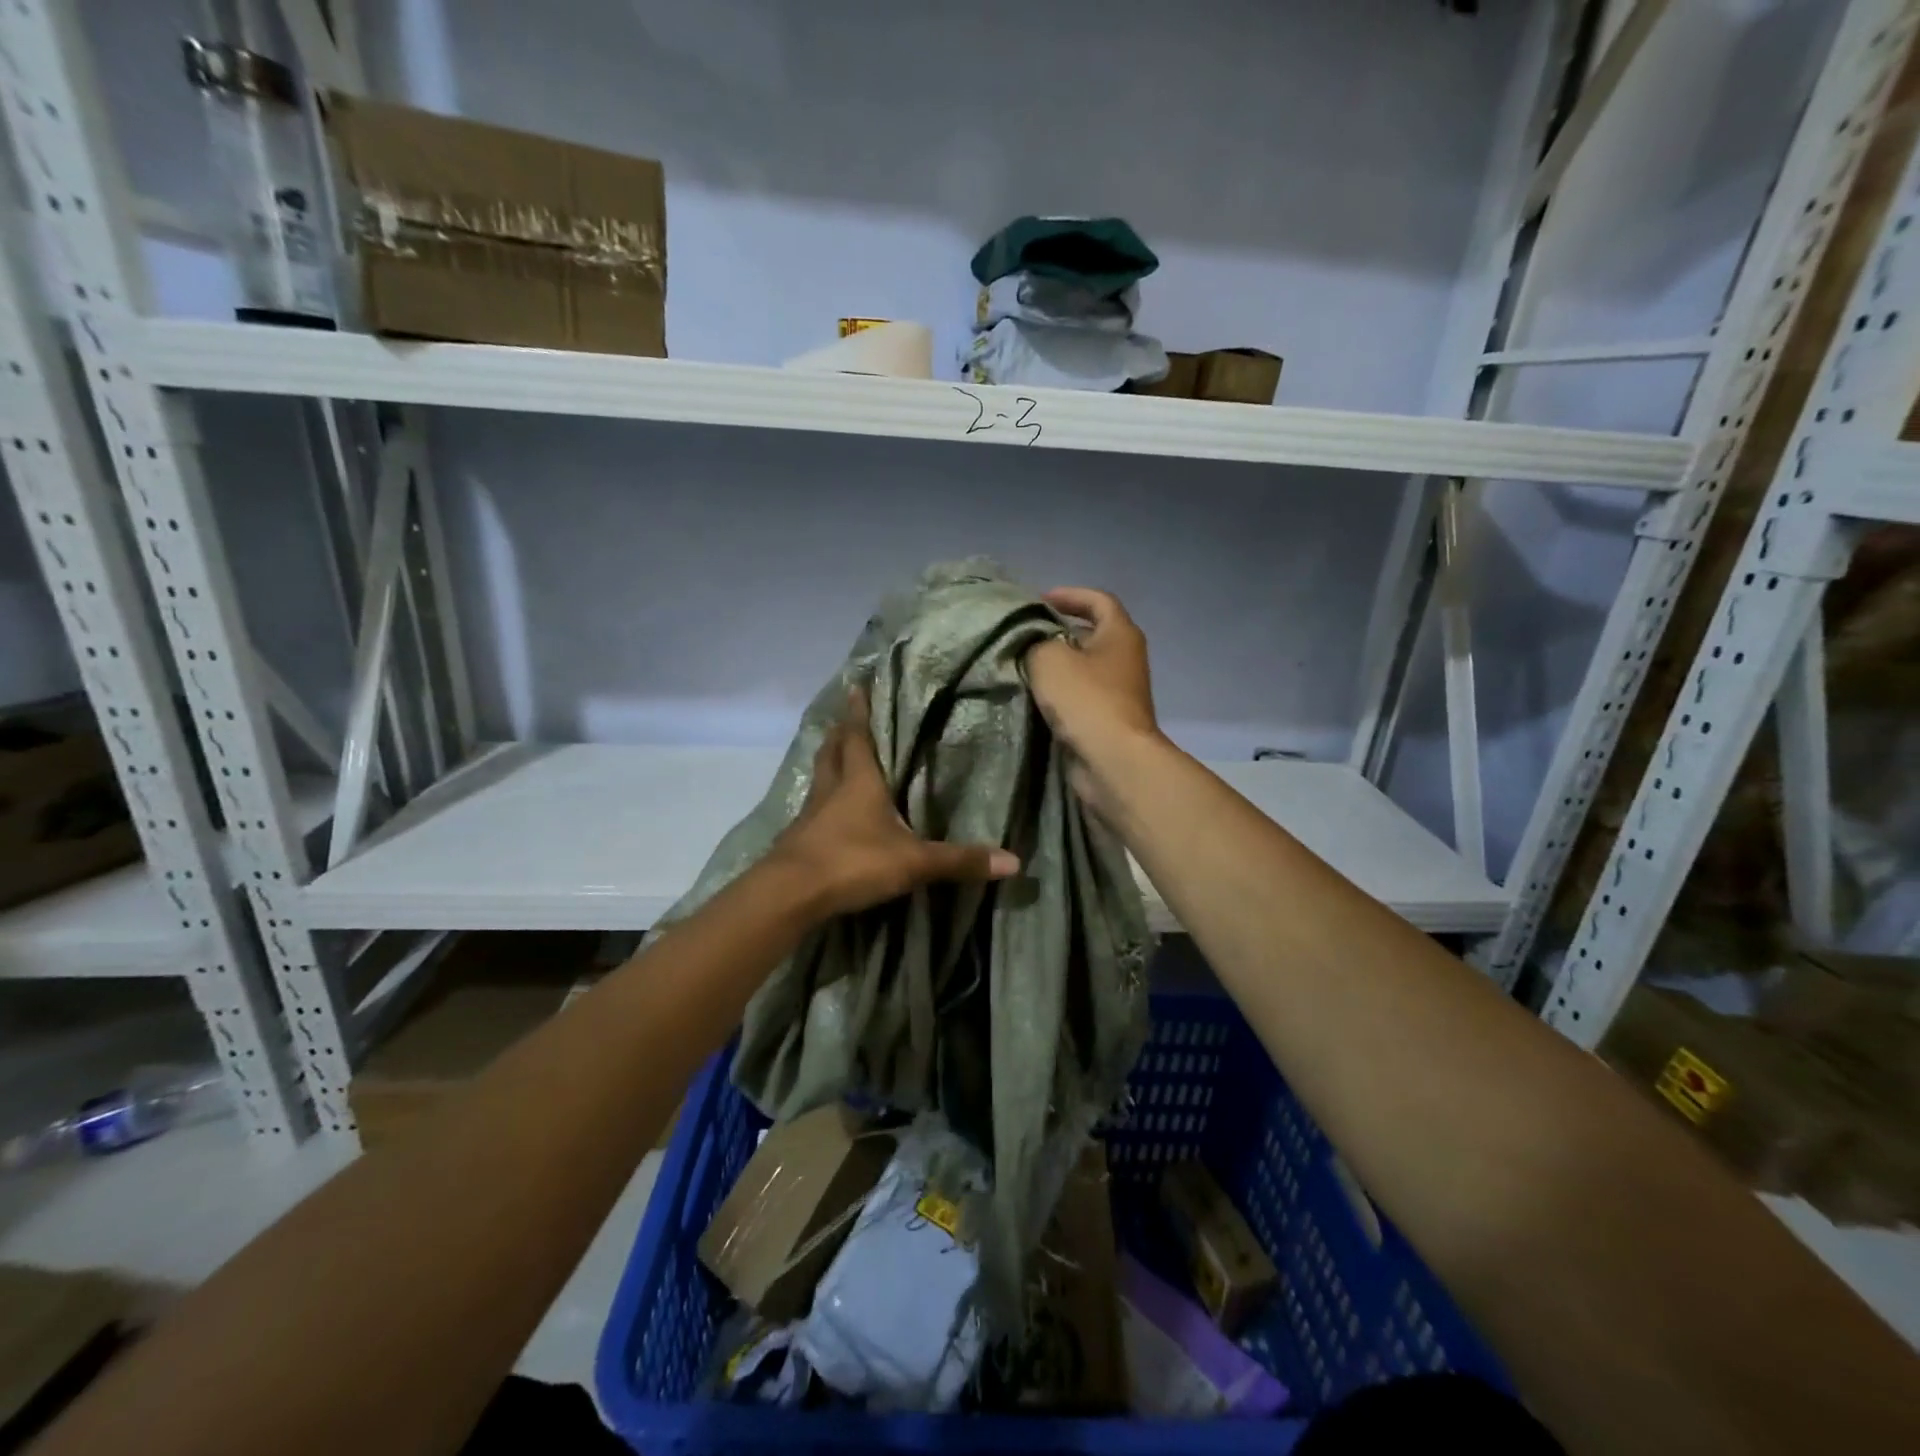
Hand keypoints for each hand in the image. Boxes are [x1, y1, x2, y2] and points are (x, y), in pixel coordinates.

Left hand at [769, 685, 1019, 916]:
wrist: (791, 894)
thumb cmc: (853, 861)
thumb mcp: (913, 862)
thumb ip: (959, 860)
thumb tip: (1014, 861)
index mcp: (859, 781)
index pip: (858, 736)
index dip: (858, 711)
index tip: (856, 685)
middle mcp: (831, 789)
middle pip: (832, 751)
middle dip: (840, 733)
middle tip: (845, 719)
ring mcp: (810, 814)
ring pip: (819, 778)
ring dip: (828, 762)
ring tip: (837, 756)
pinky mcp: (798, 839)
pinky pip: (812, 809)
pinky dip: (820, 801)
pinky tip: (828, 813)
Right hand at [1026, 587, 1160, 764]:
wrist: (1112, 760)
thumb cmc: (1086, 699)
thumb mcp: (1048, 658)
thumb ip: (1034, 641)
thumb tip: (1031, 643)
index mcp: (1120, 634)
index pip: (1098, 600)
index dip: (1069, 595)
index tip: (1039, 600)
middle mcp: (1125, 659)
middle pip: (1090, 635)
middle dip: (1057, 632)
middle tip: (1024, 635)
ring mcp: (1119, 692)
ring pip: (1083, 668)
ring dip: (1056, 666)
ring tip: (1021, 665)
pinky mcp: (1108, 719)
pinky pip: (1080, 697)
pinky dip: (1059, 693)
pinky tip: (1033, 697)